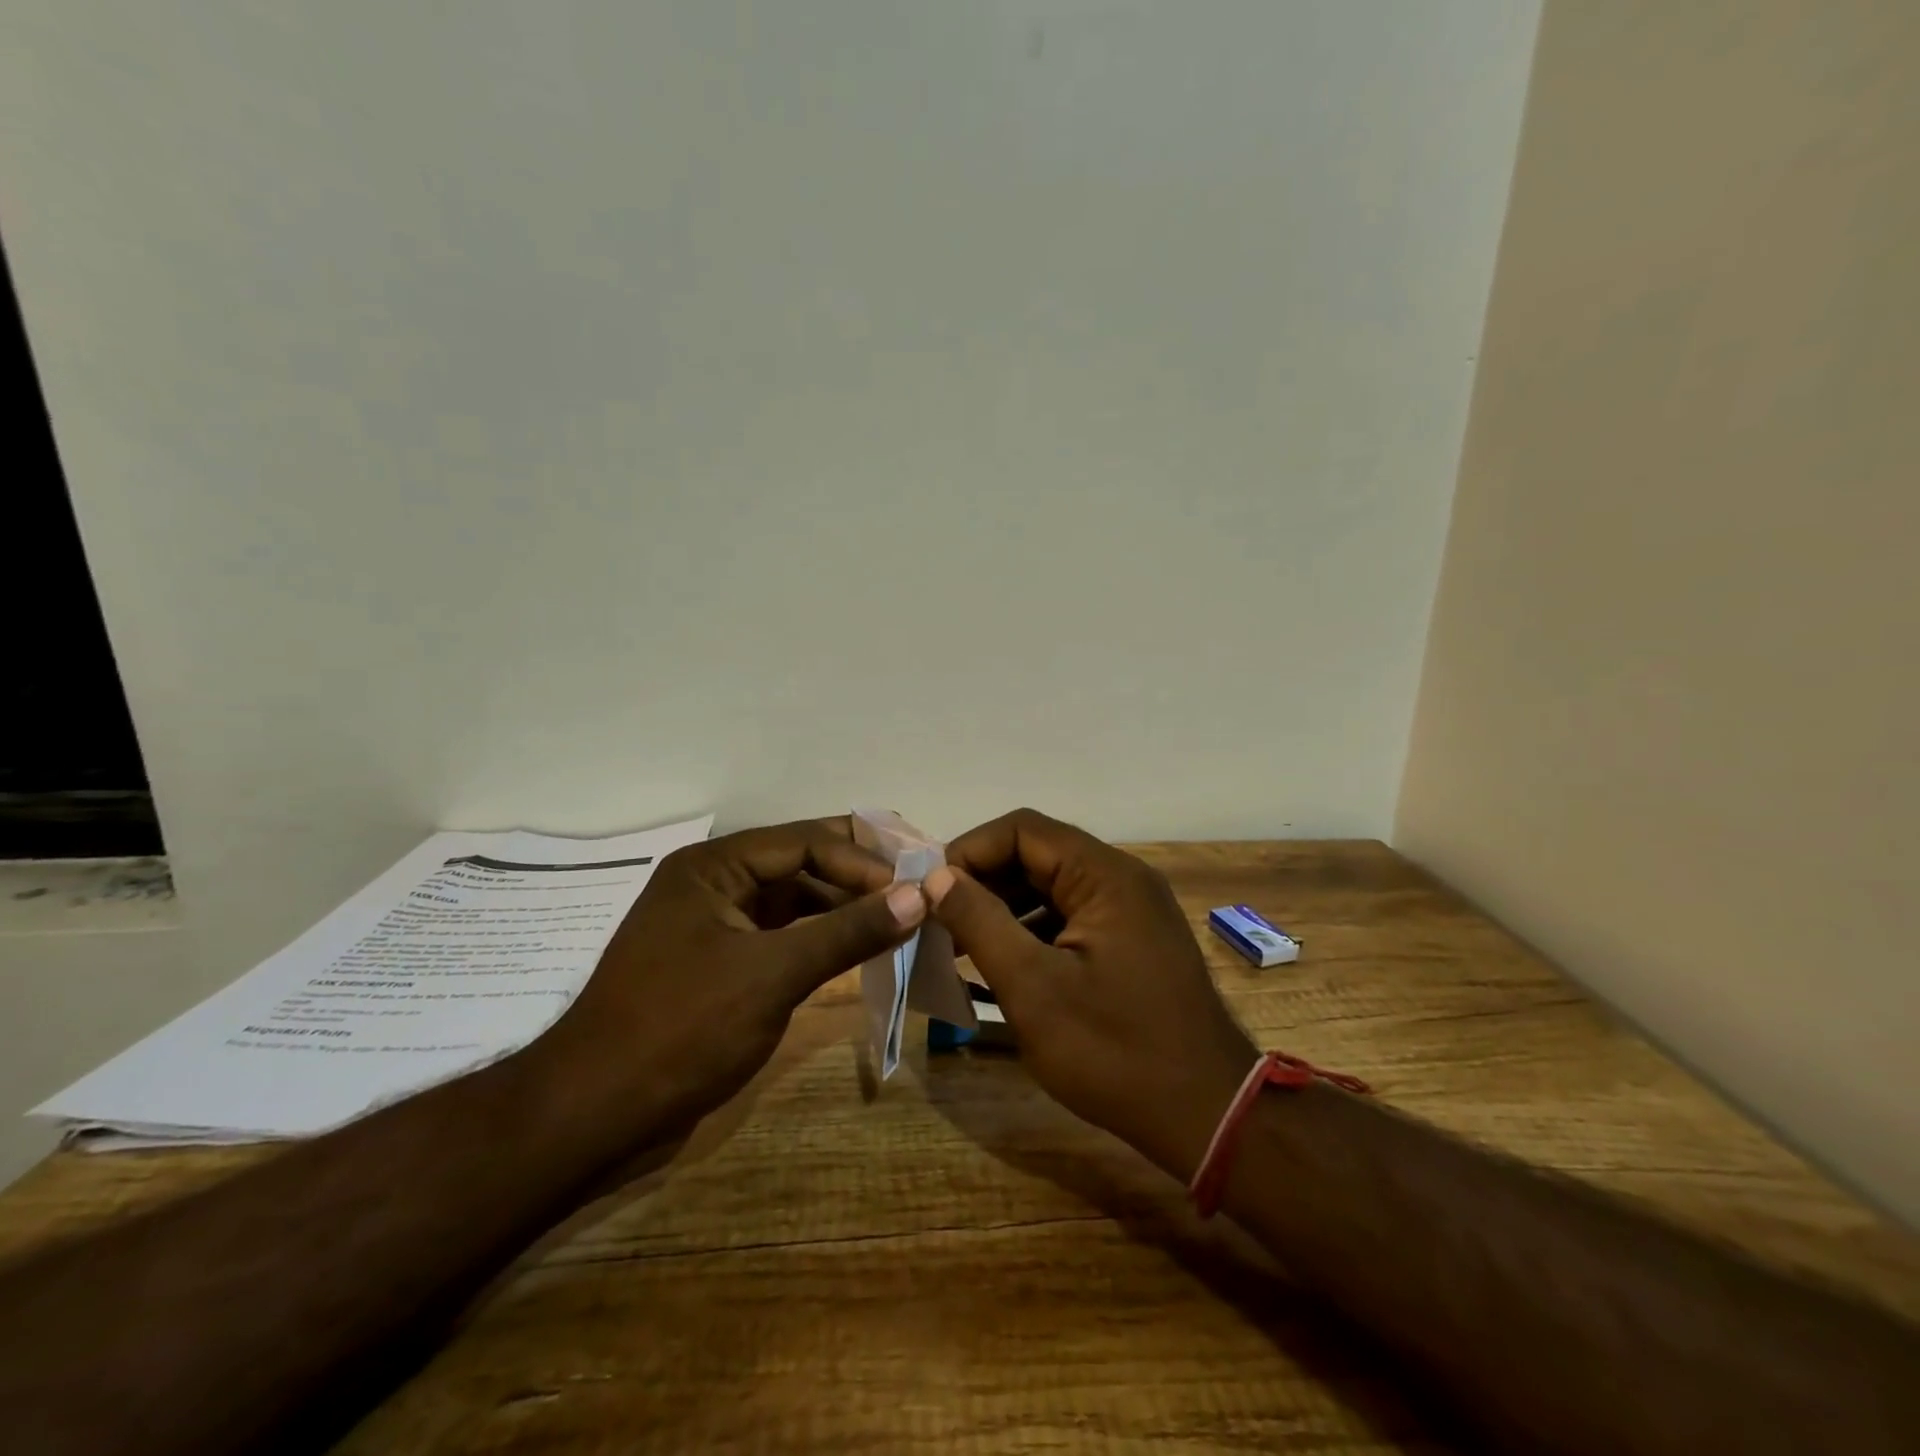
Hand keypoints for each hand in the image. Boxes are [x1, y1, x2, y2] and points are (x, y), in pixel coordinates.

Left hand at [533, 817, 926, 1145]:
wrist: (594, 1116)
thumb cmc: (681, 1030)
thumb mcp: (772, 975)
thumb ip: (848, 931)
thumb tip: (920, 895)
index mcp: (715, 866)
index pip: (805, 842)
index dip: (863, 861)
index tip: (914, 888)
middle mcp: (715, 883)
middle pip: (801, 863)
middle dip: (858, 876)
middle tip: (917, 887)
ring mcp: (717, 925)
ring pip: (795, 901)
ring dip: (844, 908)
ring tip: (900, 919)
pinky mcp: (723, 964)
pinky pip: (784, 935)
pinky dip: (821, 939)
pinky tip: (859, 949)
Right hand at [925, 808, 1256, 1180]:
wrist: (1208, 1116)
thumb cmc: (1116, 1052)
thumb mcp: (1033, 988)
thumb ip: (980, 923)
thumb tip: (937, 878)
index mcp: (1104, 875)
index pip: (1022, 829)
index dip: (969, 851)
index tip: (931, 893)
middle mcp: (1121, 878)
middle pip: (1036, 854)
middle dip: (982, 881)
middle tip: (938, 922)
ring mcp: (1130, 909)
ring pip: (1050, 886)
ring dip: (1003, 908)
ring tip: (958, 946)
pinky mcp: (1131, 940)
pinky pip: (1069, 916)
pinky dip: (1031, 931)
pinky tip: (1001, 963)